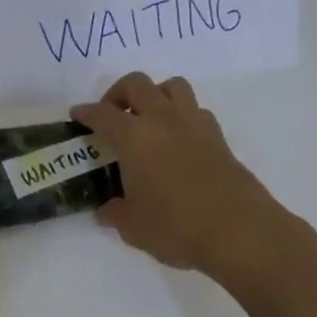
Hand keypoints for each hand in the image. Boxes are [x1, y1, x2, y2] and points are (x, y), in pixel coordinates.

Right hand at [72, 73, 288, 282]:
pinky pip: (195, 110)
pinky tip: (176, 140)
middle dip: (118, 93)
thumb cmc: (176, 228)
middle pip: (138, 85)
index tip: (77, 115)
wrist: (239, 232)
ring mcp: (195, 125)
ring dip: (155, 95)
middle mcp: (163, 121)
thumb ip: (115, 213)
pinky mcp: (218, 138)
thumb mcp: (133, 227)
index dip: (86, 113)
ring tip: (147, 119)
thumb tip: (108, 208)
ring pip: (172, 86)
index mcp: (135, 138)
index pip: (103, 115)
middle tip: (111, 114)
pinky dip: (180, 115)